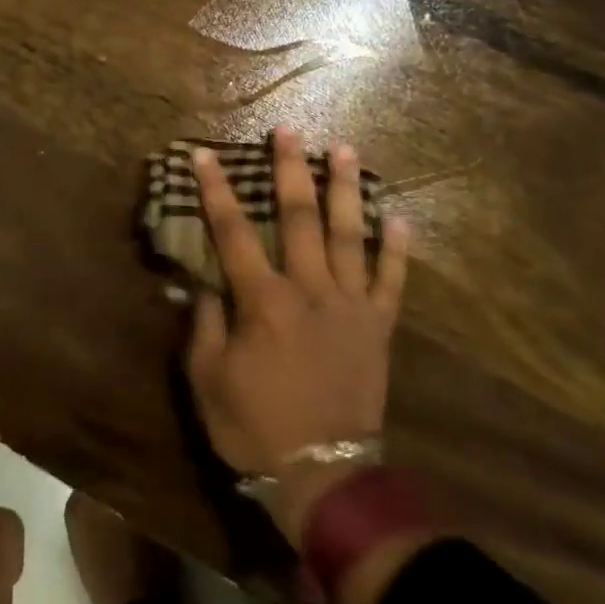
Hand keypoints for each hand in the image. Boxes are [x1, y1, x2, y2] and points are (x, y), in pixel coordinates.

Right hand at [185, 126, 408, 544]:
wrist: (324, 473)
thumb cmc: (256, 427)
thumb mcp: (208, 381)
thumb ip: (206, 326)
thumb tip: (205, 285)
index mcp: (263, 301)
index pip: (233, 233)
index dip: (216, 191)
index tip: (205, 154)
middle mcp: (308, 289)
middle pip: (298, 217)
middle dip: (290, 170)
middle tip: (289, 130)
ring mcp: (350, 305)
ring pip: (350, 234)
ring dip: (345, 189)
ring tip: (344, 149)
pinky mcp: (379, 326)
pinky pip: (392, 279)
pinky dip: (397, 247)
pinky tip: (399, 215)